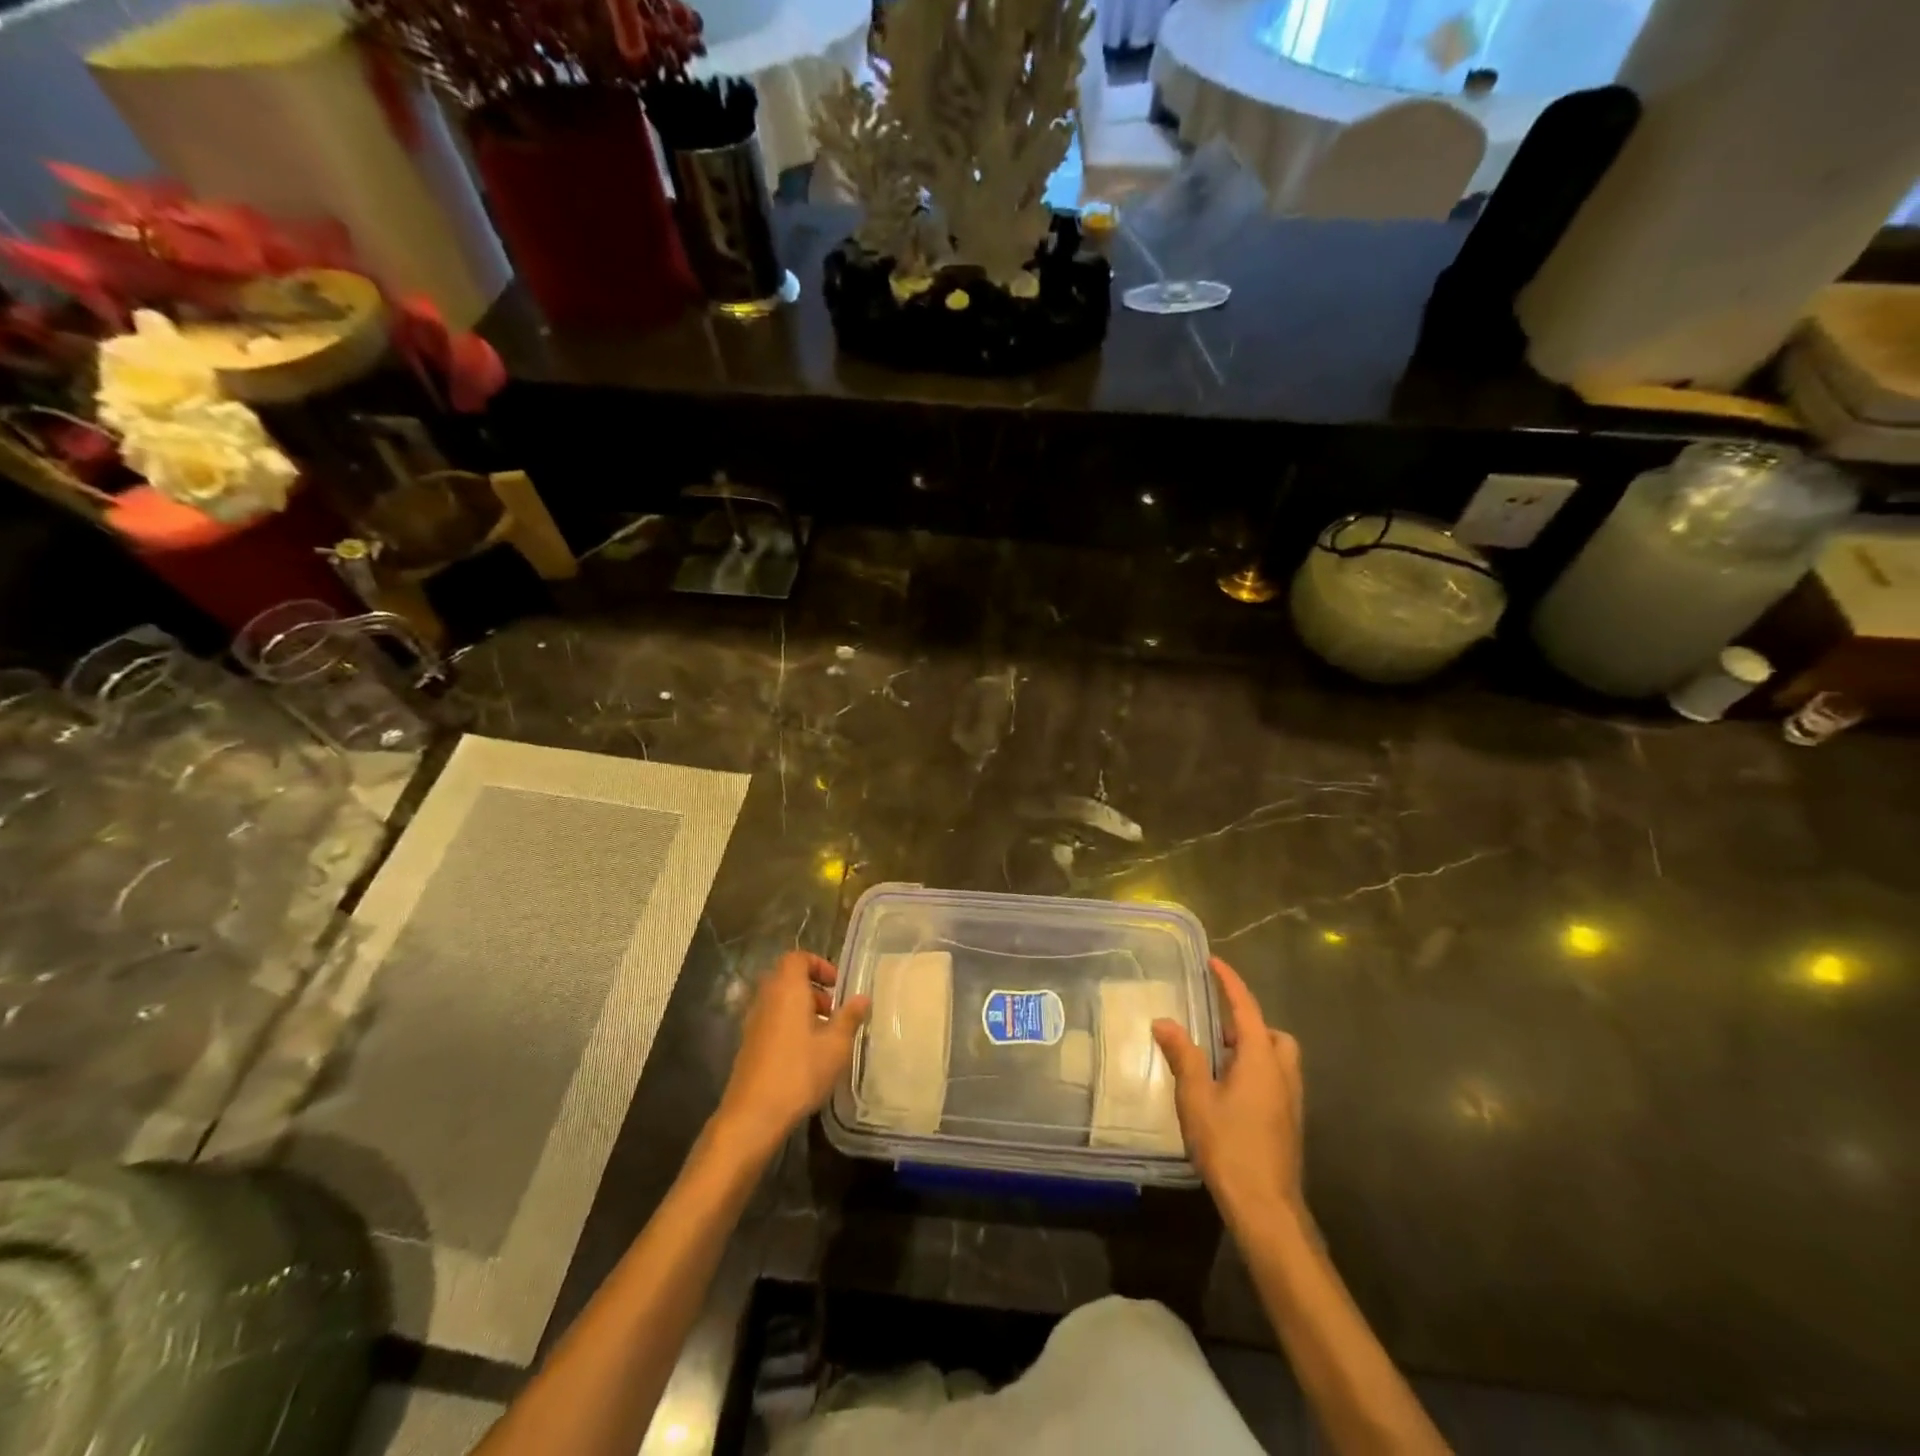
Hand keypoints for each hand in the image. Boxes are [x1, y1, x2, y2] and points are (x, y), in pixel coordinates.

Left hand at [713, 952, 870, 1162]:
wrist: (753, 1115)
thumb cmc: (799, 1071)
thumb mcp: (836, 1045)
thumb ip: (850, 1018)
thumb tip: (863, 998)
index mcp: (787, 989)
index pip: (797, 958)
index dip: (818, 965)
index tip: (837, 985)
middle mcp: (766, 999)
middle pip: (787, 978)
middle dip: (813, 989)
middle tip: (834, 1011)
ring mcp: (753, 1022)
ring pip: (779, 1001)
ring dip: (801, 1009)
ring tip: (824, 1035)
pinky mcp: (748, 1045)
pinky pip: (771, 1021)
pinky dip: (788, 1026)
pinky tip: (805, 1055)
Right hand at [1152, 957, 1303, 1230]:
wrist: (1266, 1207)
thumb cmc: (1229, 1146)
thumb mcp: (1196, 1097)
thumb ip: (1183, 1056)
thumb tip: (1164, 1022)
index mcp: (1261, 1059)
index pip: (1246, 1008)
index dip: (1230, 983)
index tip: (1214, 962)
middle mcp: (1282, 1073)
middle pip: (1271, 1033)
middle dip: (1248, 1024)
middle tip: (1216, 1030)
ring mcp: (1290, 1100)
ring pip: (1277, 1058)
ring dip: (1252, 1049)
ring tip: (1218, 1061)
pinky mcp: (1289, 1122)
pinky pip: (1275, 1080)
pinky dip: (1255, 1072)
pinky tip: (1228, 1093)